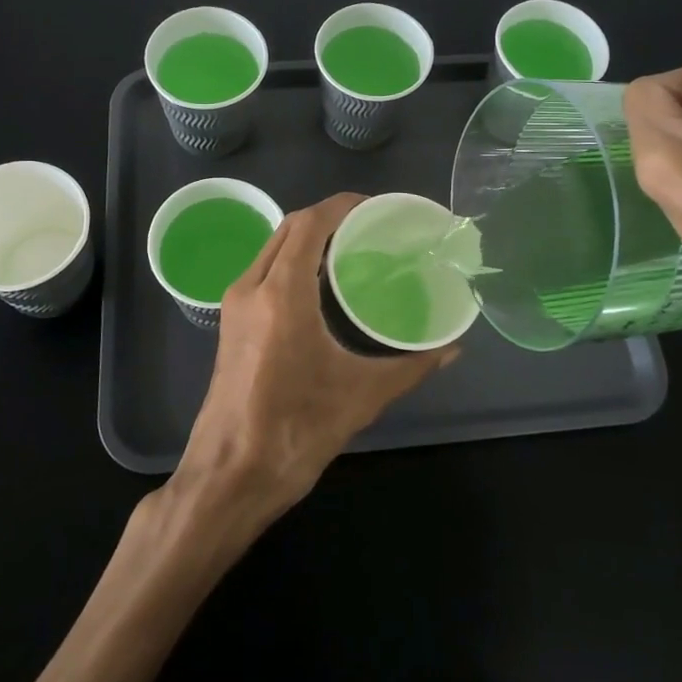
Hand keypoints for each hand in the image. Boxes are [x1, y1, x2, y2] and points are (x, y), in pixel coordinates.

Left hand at [170, 193, 456, 522]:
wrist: (229, 475)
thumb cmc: (295, 431)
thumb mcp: (361, 396)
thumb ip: (410, 366)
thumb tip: (452, 348)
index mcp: (281, 294)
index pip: (309, 224)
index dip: (342, 206)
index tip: (376, 208)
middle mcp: (252, 287)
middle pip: (288, 228)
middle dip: (327, 218)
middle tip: (369, 227)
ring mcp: (235, 304)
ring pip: (272, 247)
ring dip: (306, 237)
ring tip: (349, 248)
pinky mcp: (230, 322)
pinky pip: (263, 270)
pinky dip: (291, 259)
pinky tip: (320, 282)